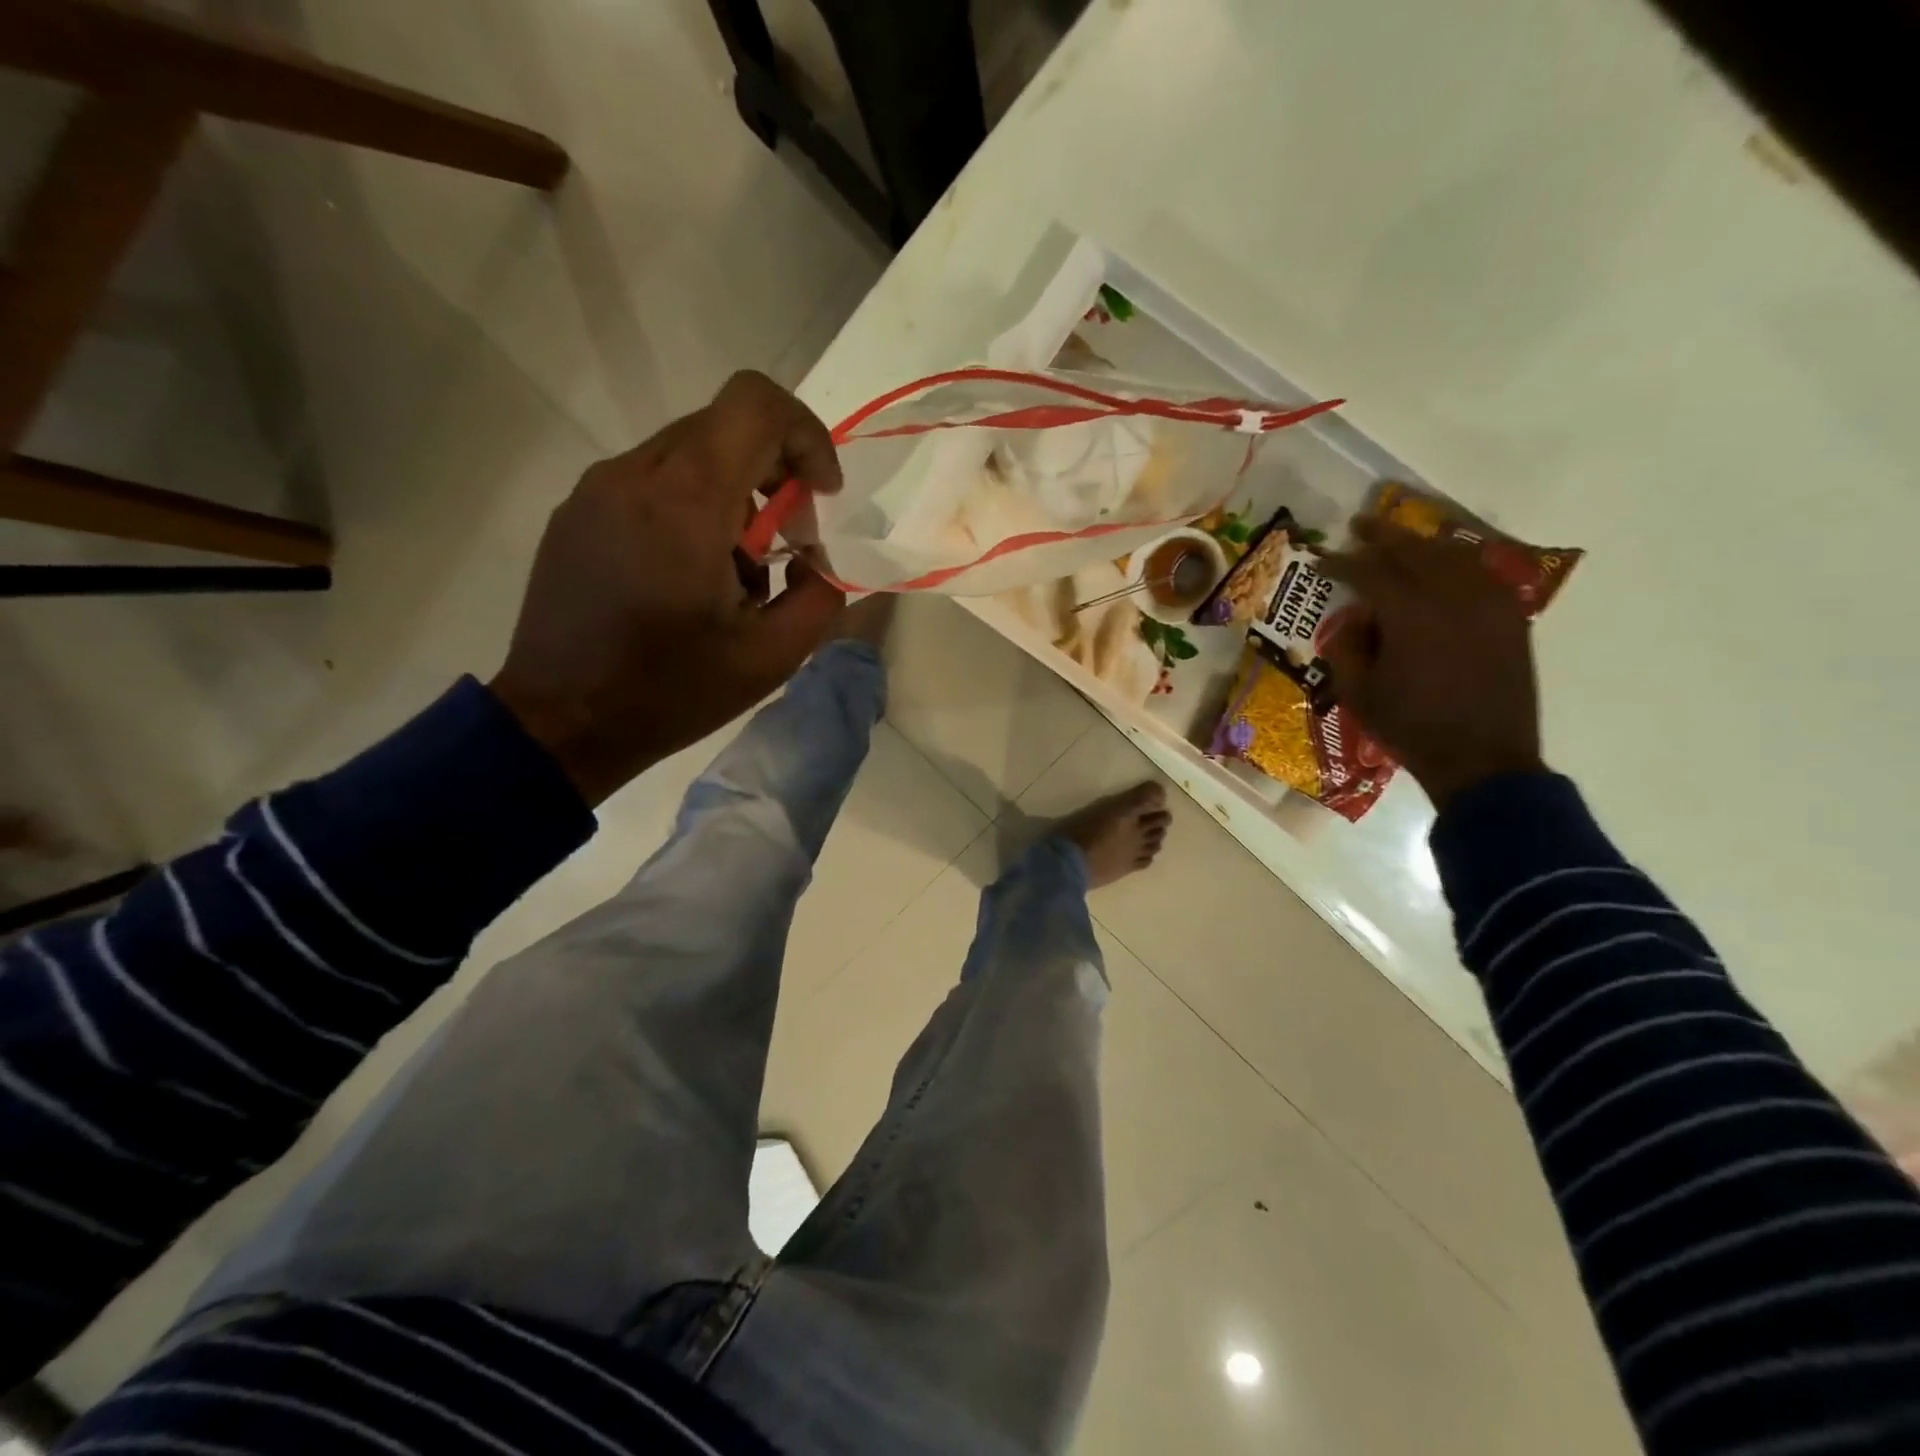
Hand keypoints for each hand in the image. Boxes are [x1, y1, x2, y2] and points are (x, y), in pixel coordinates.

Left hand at [489, 372, 845, 805]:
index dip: (806, 435)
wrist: (563, 723)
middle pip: (725, 428)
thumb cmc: (672, 691)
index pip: (756, 404)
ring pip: (688, 454)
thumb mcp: (772, 656)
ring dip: (732, 498)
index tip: (821, 494)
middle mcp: (634, 474)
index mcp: (686, 500)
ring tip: (733, 576)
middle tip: (784, 548)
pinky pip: (651, 482)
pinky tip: (686, 578)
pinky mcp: (576, 512)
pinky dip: (690, 508)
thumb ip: (820, 594)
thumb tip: (817, 558)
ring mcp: (596, 489)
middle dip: (774, 476)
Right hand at [1319, 516, 1544, 811]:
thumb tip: (1356, 616)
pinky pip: (1482, 573)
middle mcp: (1452, 597)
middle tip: (1359, 524)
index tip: (1321, 557)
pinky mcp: (1510, 617)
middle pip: (1415, 549)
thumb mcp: (1358, 693)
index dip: (1341, 562)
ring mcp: (1488, 604)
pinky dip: (1457, 562)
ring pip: (1453, 554)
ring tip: (1400, 539)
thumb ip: (1348, 646)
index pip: (1370, 572)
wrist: (1483, 758)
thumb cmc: (1411, 728)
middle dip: (1382, 535)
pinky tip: (1443, 564)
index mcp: (1410, 616)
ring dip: (1422, 542)